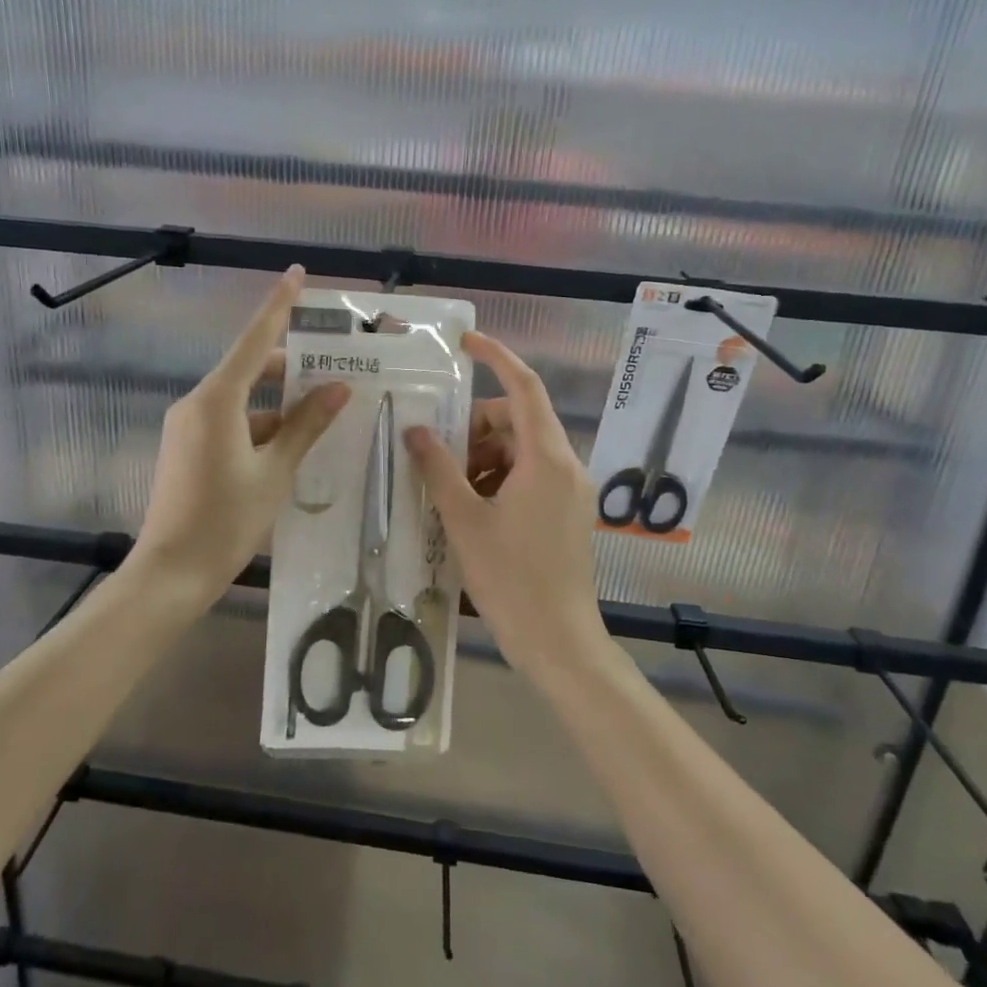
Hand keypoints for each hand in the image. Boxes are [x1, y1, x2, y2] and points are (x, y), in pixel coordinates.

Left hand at [135, 267, 349, 604]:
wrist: (171, 573)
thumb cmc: (226, 521)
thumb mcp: (274, 472)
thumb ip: (306, 426)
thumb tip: (338, 388)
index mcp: (217, 400)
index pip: (254, 339)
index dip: (278, 305)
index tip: (295, 273)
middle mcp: (197, 403)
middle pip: (249, 369)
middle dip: (289, 368)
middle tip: (334, 370)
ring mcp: (188, 426)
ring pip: (242, 400)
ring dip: (278, 405)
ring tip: (322, 416)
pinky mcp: (187, 447)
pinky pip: (230, 422)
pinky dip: (260, 426)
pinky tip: (291, 448)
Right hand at [403, 332, 605, 679]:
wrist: (558, 643)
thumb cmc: (510, 579)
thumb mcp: (465, 520)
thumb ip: (438, 468)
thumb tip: (415, 429)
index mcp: (546, 458)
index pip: (524, 387)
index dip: (496, 357)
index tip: (464, 343)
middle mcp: (566, 465)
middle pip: (519, 420)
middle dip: (477, 425)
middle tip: (439, 452)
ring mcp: (571, 490)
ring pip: (523, 449)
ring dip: (485, 456)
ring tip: (451, 489)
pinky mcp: (567, 512)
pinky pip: (531, 475)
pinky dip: (500, 478)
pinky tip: (473, 508)